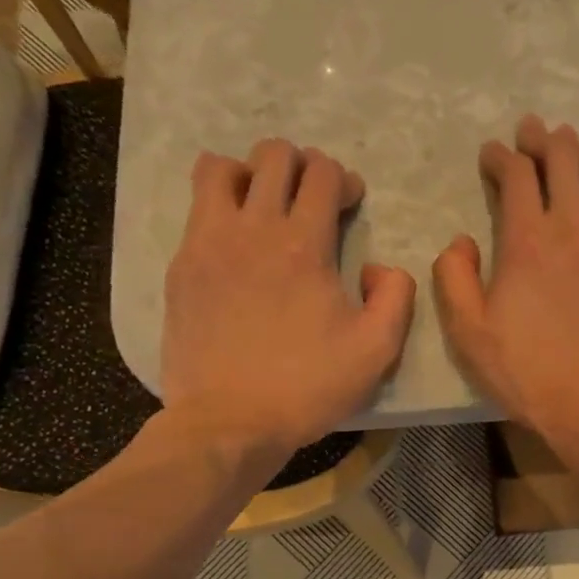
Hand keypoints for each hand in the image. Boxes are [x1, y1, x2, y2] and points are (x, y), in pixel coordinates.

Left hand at [160, 139, 414, 468]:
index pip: (322, 173)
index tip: (349, 205)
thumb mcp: (377, 350)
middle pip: (273, 156)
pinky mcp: (182, 265)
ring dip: (250, 174)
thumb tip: (382, 267)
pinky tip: (235, 240)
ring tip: (263, 205)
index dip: (343, 179)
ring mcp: (208, 243)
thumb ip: (396, 296)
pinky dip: (219, 204)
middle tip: (311, 200)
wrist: (229, 421)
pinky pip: (196, 206)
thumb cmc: (308, 386)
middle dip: (300, 165)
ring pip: (221, 168)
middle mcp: (253, 229)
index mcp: (304, 245)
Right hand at [433, 115, 578, 447]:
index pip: (515, 175)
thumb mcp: (469, 333)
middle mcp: (574, 226)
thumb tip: (460, 241)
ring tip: (574, 146)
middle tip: (534, 131)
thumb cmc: (529, 373)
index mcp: (527, 239)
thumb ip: (454, 279)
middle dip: (543, 139)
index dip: (501, 156)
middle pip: (562, 161)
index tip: (492, 154)